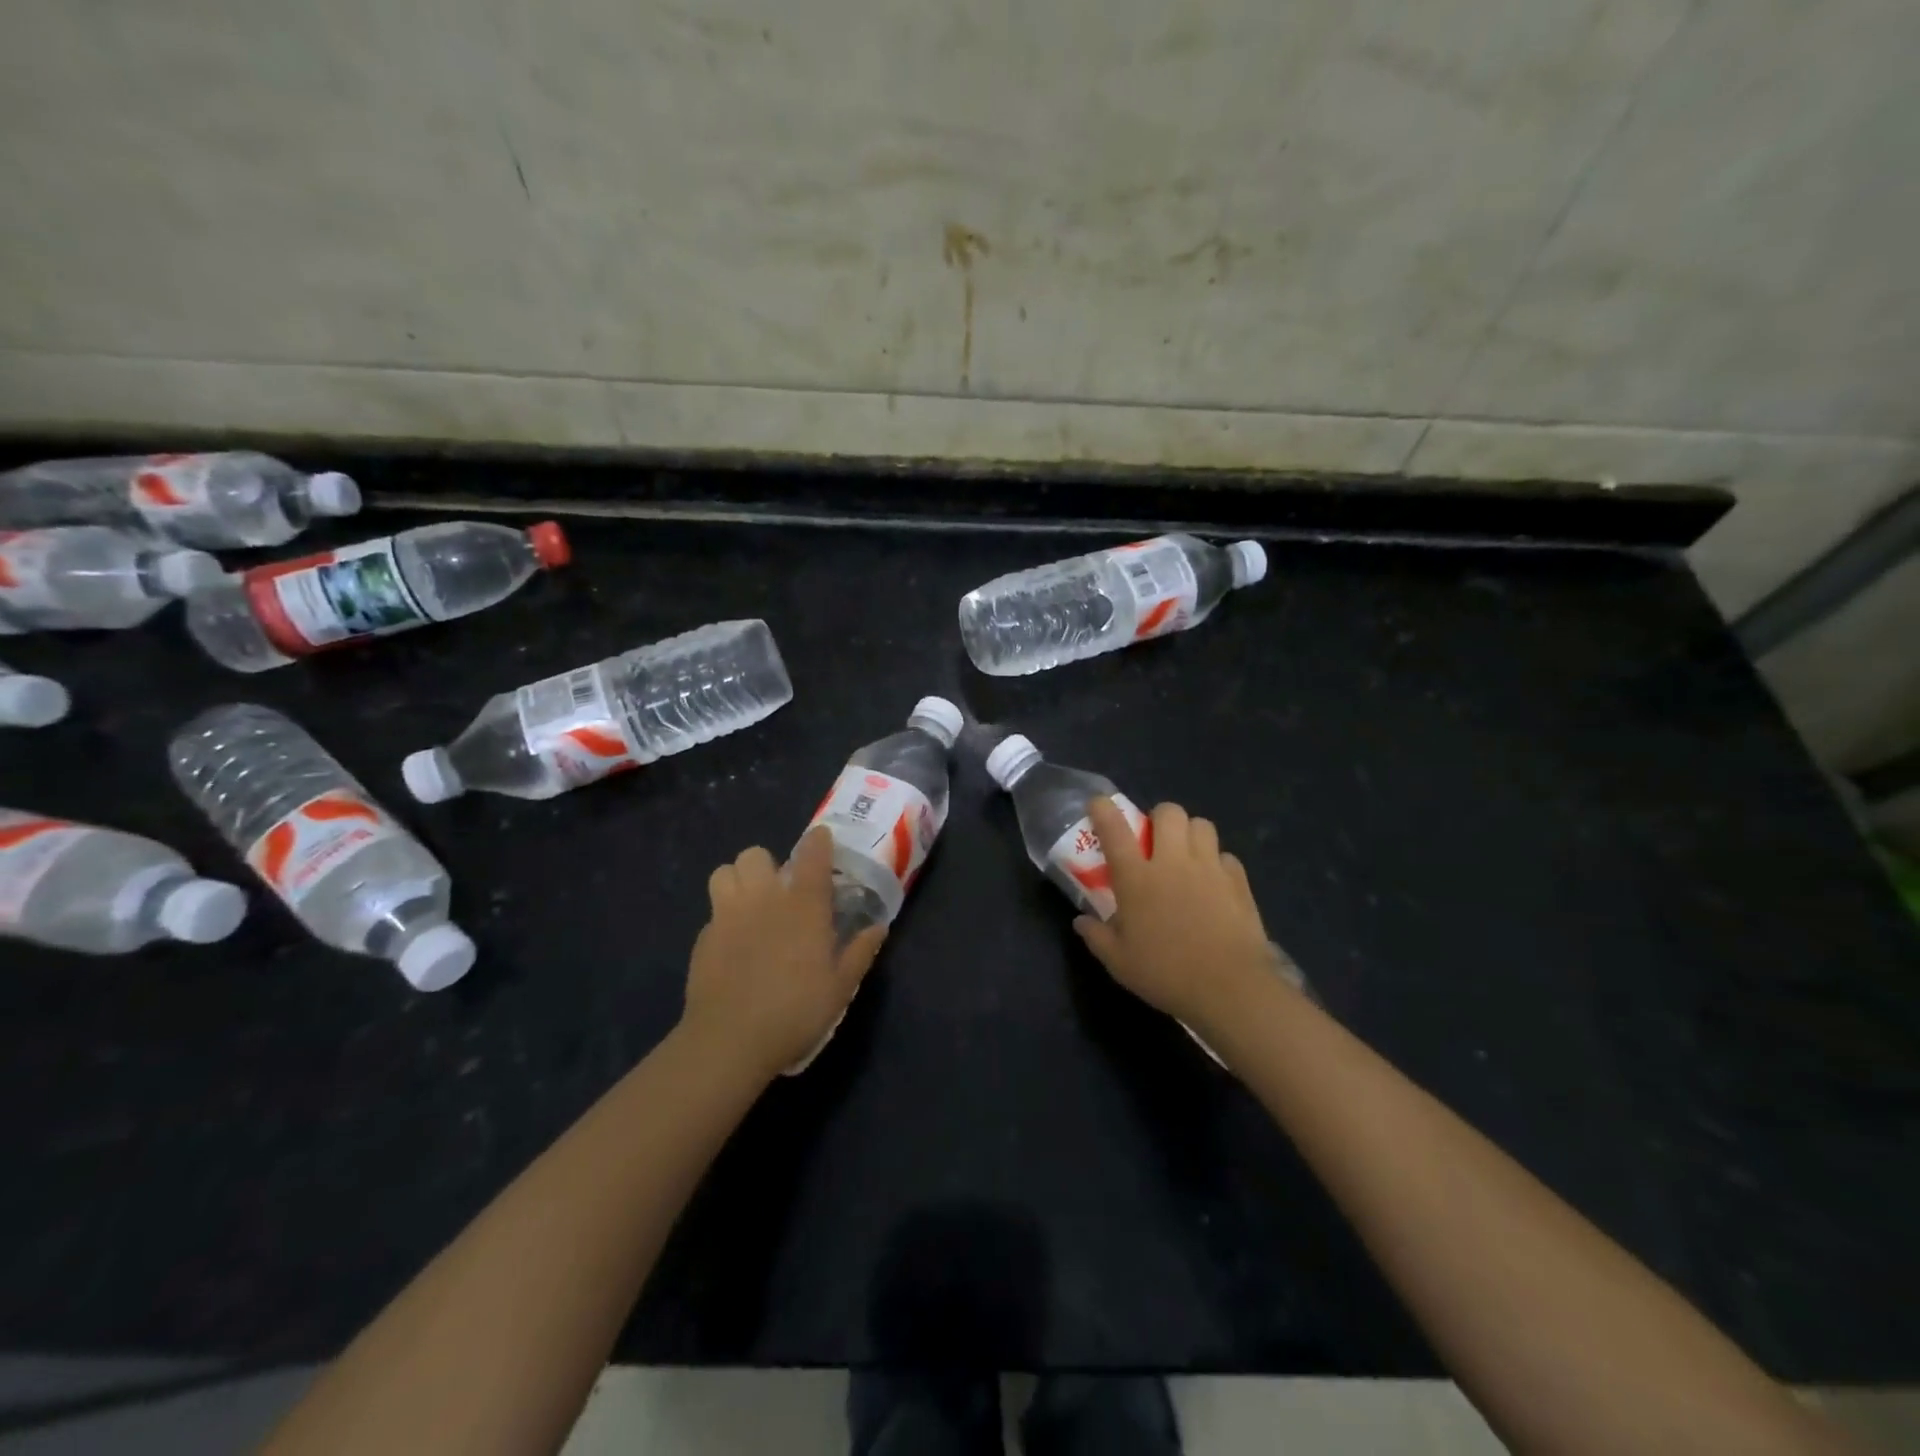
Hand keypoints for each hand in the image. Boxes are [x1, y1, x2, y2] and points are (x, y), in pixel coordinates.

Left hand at [682, 825, 887, 1080]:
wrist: (729, 1040)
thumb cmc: (795, 1011)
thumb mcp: (840, 988)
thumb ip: (859, 952)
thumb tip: (878, 927)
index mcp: (803, 906)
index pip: (811, 855)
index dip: (818, 841)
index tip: (822, 839)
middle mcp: (763, 899)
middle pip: (755, 855)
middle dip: (767, 865)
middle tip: (779, 890)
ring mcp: (727, 915)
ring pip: (724, 872)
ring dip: (738, 881)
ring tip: (750, 905)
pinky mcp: (703, 938)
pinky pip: (713, 912)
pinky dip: (724, 918)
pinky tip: (734, 944)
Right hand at [1072, 798, 1286, 1036]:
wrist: (1229, 988)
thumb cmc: (1166, 973)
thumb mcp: (1119, 962)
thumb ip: (1096, 936)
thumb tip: (1081, 921)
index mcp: (1137, 878)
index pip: (1115, 830)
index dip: (1104, 810)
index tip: (1099, 805)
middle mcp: (1172, 862)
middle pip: (1168, 812)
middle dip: (1159, 818)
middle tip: (1155, 841)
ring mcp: (1209, 868)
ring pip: (1202, 824)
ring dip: (1190, 834)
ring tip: (1186, 856)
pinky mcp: (1238, 881)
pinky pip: (1226, 856)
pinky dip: (1217, 863)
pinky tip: (1213, 884)